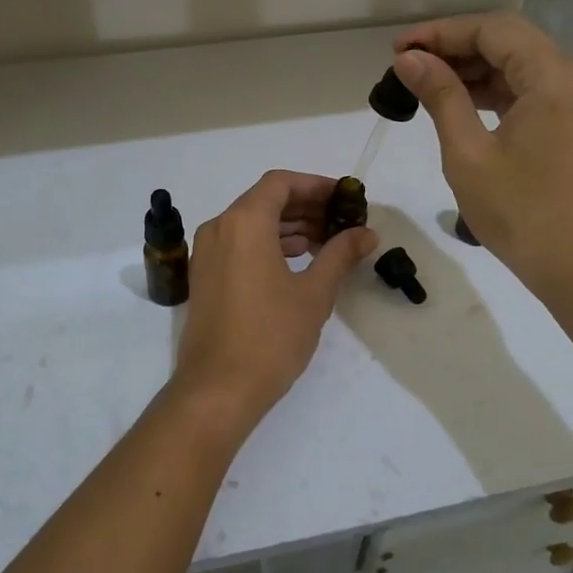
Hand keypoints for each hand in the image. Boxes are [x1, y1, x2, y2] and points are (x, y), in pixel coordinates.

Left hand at [172, 171, 376, 422]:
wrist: (217, 389)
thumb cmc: (271, 336)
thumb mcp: (314, 293)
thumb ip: (340, 254)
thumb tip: (367, 233)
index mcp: (244, 222)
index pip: (281, 183)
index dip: (316, 185)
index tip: (345, 198)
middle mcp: (219, 228)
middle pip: (265, 200)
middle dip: (305, 206)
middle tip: (342, 221)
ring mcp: (207, 253)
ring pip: (251, 223)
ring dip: (288, 226)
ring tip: (326, 242)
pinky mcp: (205, 276)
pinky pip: (239, 244)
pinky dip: (268, 244)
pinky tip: (297, 261)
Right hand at [391, 13, 572, 300]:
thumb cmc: (521, 212)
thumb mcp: (468, 152)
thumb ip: (440, 96)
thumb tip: (409, 60)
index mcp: (554, 77)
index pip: (493, 30)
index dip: (441, 33)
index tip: (399, 49)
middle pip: (509, 42)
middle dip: (455, 48)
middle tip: (406, 65)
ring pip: (520, 67)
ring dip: (473, 70)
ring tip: (424, 83)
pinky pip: (532, 92)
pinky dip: (495, 92)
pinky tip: (459, 103)